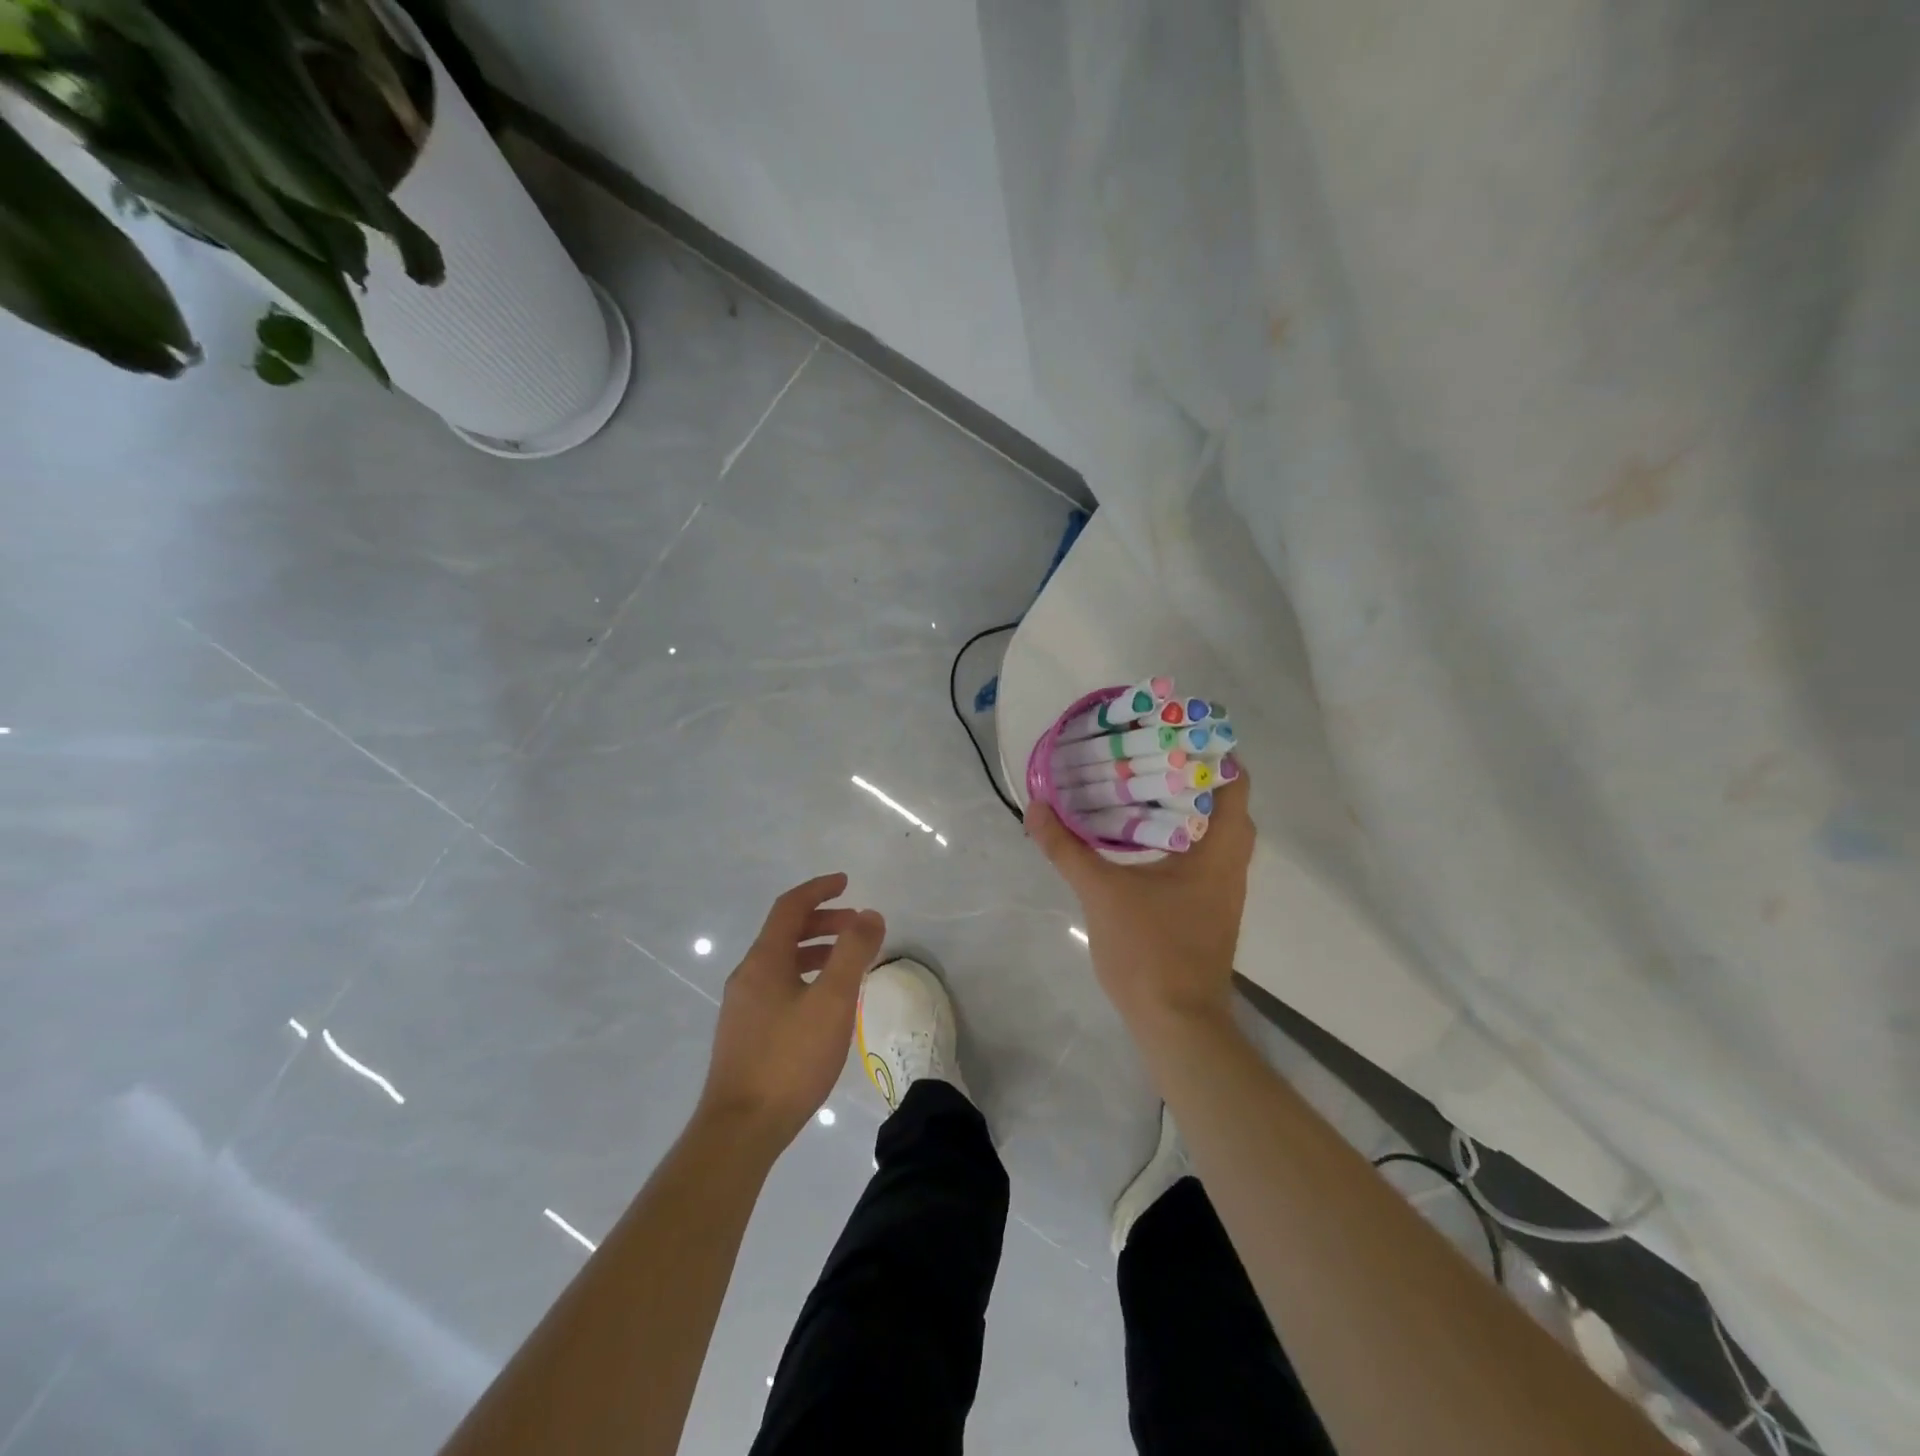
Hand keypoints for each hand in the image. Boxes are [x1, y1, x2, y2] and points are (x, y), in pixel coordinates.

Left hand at [698, 874, 885, 1151]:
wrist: (741, 1129)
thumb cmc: (790, 1059)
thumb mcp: (832, 1001)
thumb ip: (853, 953)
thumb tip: (869, 914)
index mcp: (764, 961)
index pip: (790, 907)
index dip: (818, 890)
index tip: (846, 882)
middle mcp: (748, 976)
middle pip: (784, 933)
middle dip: (822, 922)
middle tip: (856, 926)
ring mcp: (742, 1007)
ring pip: (782, 963)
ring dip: (815, 951)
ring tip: (848, 964)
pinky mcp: (745, 1035)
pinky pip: (778, 987)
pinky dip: (805, 978)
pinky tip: (824, 1006)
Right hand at [1027, 774, 1254, 1029]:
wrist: (1177, 1023)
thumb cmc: (1149, 950)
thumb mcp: (1101, 892)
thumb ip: (1067, 847)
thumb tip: (1036, 806)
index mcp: (1218, 849)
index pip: (1233, 782)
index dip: (1210, 751)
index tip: (1173, 731)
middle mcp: (1230, 863)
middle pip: (1224, 802)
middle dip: (1190, 774)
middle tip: (1147, 754)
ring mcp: (1222, 888)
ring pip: (1213, 831)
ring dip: (1185, 806)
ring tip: (1140, 785)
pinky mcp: (1209, 908)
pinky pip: (1202, 855)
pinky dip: (1179, 835)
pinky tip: (1140, 836)